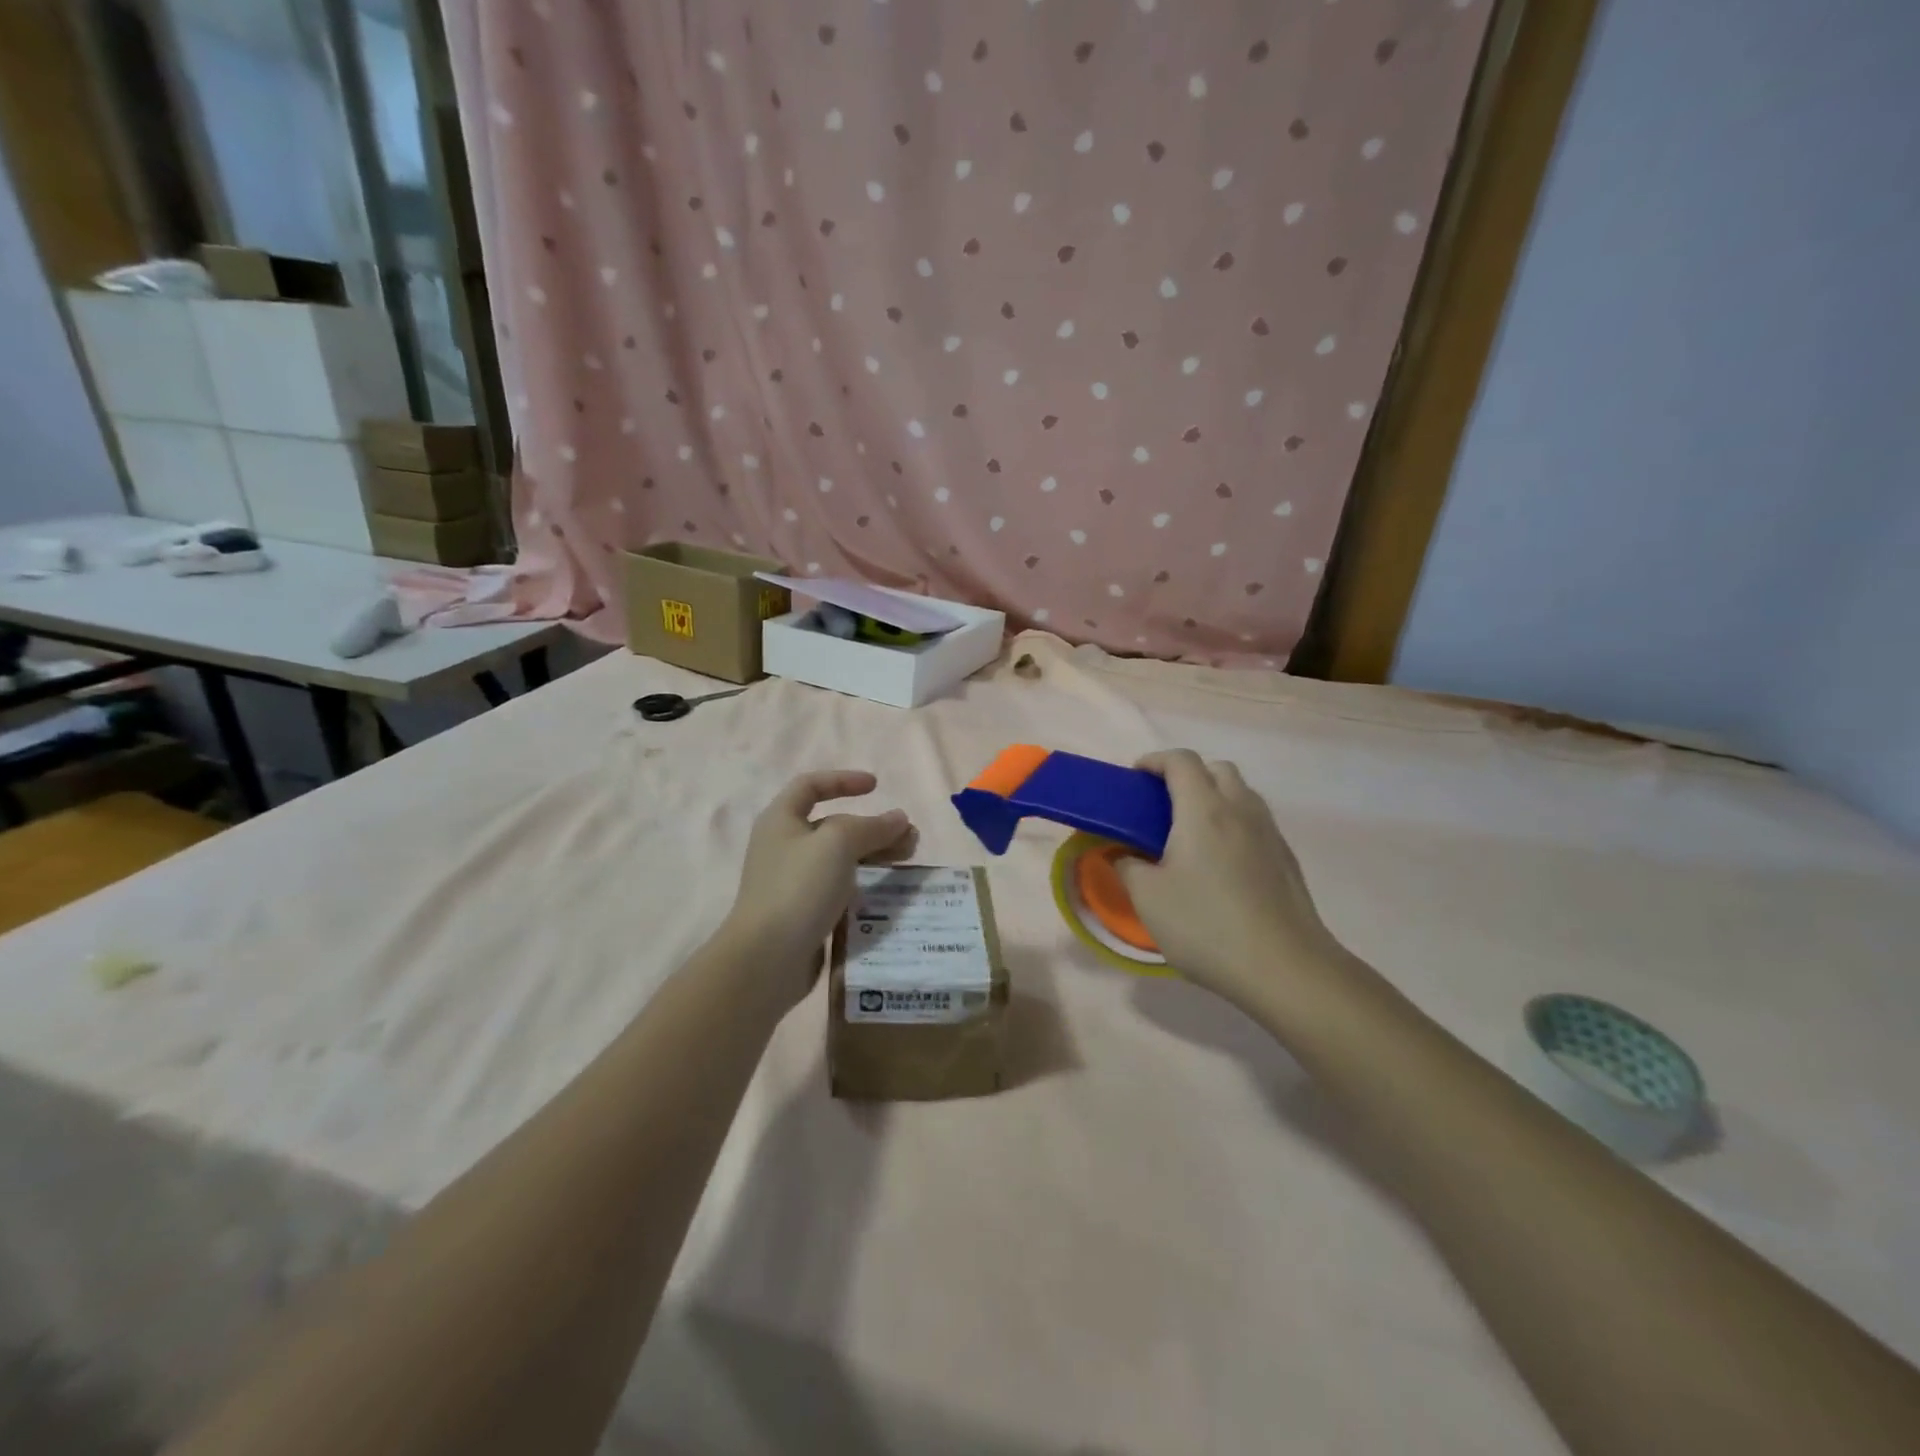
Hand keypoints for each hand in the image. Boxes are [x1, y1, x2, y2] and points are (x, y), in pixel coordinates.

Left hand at [720, 770, 913, 1008]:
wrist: (766, 958)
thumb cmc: (798, 887)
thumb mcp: (838, 844)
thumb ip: (872, 826)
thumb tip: (899, 819)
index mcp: (781, 820)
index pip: (810, 786)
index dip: (843, 780)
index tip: (876, 786)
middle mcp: (783, 846)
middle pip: (833, 825)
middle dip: (873, 826)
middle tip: (909, 837)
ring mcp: (792, 881)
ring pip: (839, 858)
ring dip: (874, 854)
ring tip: (908, 860)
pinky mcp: (802, 912)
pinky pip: (838, 887)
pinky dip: (863, 883)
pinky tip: (887, 891)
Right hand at [1116, 750, 1348, 1013]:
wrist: (1285, 968)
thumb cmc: (1206, 926)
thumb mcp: (1148, 898)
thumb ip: (1128, 866)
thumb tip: (1125, 854)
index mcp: (1204, 809)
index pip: (1181, 761)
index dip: (1155, 760)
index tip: (1134, 777)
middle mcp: (1241, 810)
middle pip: (1216, 769)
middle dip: (1187, 775)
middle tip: (1162, 804)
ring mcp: (1270, 833)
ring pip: (1241, 794)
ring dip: (1214, 797)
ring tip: (1191, 833)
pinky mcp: (1287, 859)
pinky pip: (1256, 822)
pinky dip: (1233, 823)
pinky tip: (1220, 863)